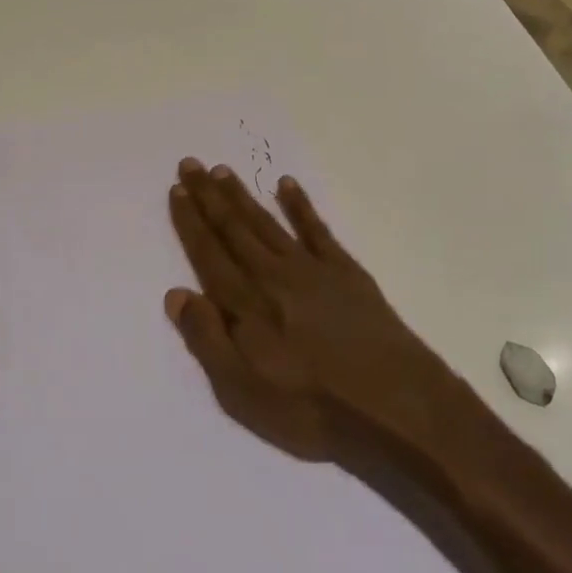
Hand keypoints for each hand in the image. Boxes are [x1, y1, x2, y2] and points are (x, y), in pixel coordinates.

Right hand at [164, 159, 481, 468]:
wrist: (395, 405)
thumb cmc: (311, 408)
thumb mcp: (243, 393)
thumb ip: (207, 340)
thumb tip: (176, 294)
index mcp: (246, 304)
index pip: (209, 254)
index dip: (190, 222)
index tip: (176, 190)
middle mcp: (273, 275)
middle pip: (234, 229)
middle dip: (209, 196)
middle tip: (190, 164)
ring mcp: (312, 269)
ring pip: (267, 222)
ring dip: (243, 195)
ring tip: (222, 170)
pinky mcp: (346, 271)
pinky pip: (316, 228)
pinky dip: (300, 205)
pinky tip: (287, 185)